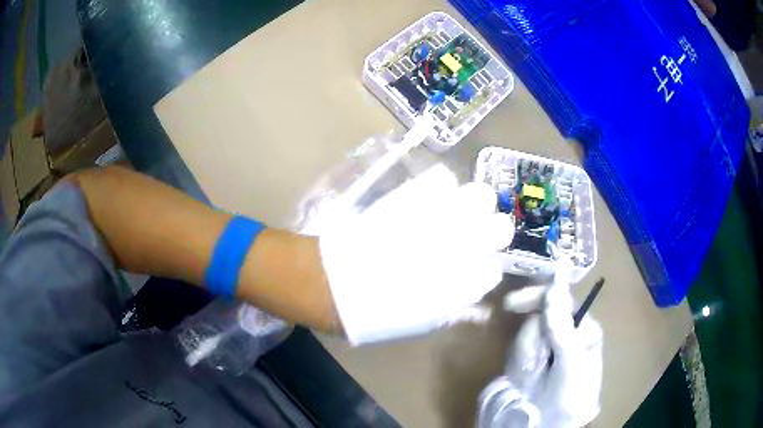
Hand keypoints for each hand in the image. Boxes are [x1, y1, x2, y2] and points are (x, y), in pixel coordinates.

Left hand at [318, 165, 513, 343]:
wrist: (334, 282)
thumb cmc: (376, 312)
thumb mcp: (421, 322)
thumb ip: (454, 306)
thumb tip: (472, 291)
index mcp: (466, 284)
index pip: (495, 269)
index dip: (486, 266)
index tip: (475, 266)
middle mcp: (463, 248)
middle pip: (502, 227)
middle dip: (493, 230)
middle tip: (475, 233)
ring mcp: (441, 217)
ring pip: (481, 195)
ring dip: (473, 204)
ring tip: (456, 211)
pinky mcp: (416, 195)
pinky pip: (444, 178)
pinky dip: (441, 187)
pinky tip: (430, 198)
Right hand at [478, 258, 602, 427]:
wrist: (544, 427)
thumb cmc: (567, 398)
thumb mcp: (570, 366)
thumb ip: (563, 330)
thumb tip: (554, 288)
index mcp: (583, 330)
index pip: (563, 300)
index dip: (539, 297)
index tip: (512, 303)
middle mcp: (566, 334)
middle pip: (542, 315)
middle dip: (531, 336)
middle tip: (526, 358)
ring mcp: (547, 346)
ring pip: (527, 331)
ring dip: (524, 352)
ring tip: (531, 375)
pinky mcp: (530, 358)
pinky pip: (518, 347)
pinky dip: (517, 360)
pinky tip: (523, 376)